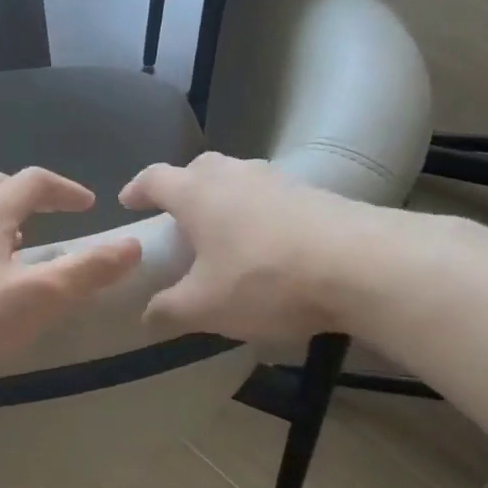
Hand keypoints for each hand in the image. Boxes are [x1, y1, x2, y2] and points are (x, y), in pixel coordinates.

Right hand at [119, 153, 376, 343]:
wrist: (359, 265)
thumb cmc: (264, 280)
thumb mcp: (204, 307)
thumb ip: (168, 311)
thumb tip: (147, 316)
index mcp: (198, 194)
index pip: (156, 178)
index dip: (138, 189)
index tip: (128, 202)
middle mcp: (236, 175)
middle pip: (200, 171)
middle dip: (184, 191)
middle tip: (178, 221)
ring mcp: (280, 181)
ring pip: (240, 183)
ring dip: (225, 203)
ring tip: (224, 238)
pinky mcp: (316, 195)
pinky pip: (273, 200)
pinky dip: (259, 217)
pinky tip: (268, 248)